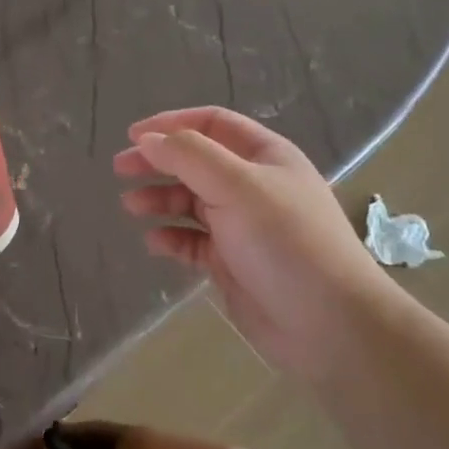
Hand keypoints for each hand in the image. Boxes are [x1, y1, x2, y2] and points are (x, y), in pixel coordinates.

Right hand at [115, 107, 394, 383]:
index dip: (172, 124)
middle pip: (196, 162)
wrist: (328, 324)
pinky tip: (154, 243)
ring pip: (191, 202)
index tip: (133, 135)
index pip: (212, 124)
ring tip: (131, 207)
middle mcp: (253, 185)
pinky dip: (172, 238)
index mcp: (264, 156)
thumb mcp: (237, 186)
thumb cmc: (285, 241)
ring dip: (160, 199)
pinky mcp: (233, 263)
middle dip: (158, 162)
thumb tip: (148, 139)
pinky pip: (194, 241)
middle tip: (120, 169)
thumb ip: (188, 156)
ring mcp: (243, 226)